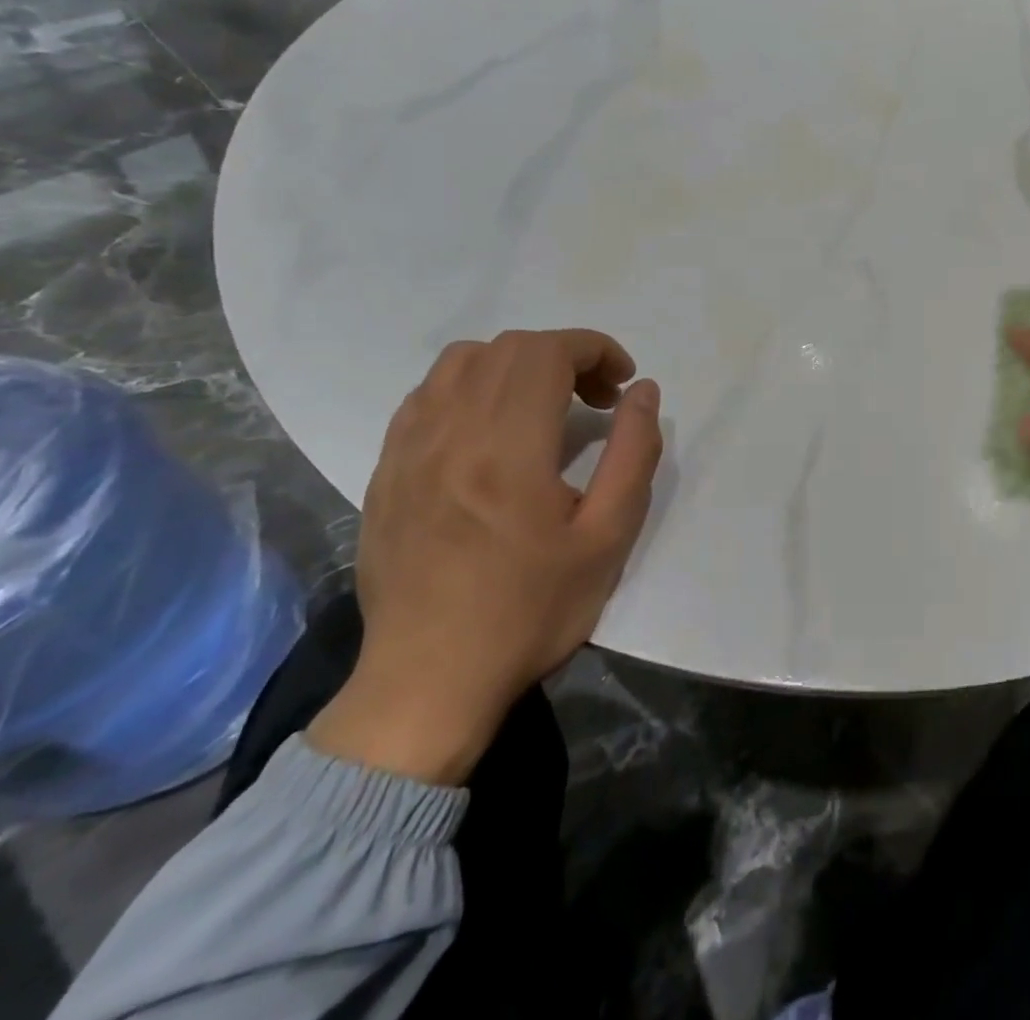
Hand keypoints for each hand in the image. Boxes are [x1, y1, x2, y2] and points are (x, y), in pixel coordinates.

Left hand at [309, 329, 662, 782]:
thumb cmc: (530, 612)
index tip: (622, 382)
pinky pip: (426, 395)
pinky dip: (470, 387)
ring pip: (461, 361)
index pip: (548, 352)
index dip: (595, 349)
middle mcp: (451, 433)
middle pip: (509, 348)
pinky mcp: (386, 470)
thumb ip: (633, 453)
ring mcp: (409, 449)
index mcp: (507, 448)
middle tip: (596, 400)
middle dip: (565, 355)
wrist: (429, 682)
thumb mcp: (608, 538)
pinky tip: (490, 428)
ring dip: (515, 364)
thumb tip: (643, 392)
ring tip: (543, 406)